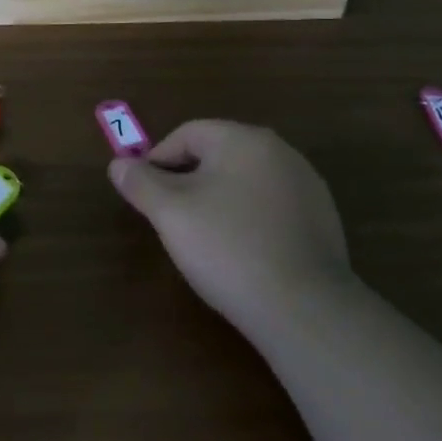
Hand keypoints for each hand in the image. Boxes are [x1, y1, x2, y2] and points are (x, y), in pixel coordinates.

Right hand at [109, 121, 352, 338]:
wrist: (303, 307)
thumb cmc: (227, 248)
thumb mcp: (171, 214)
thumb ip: (141, 183)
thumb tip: (119, 164)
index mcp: (243, 139)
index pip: (187, 133)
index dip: (158, 160)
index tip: (145, 195)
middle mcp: (280, 150)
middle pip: (219, 155)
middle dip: (188, 181)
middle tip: (171, 219)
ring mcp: (306, 184)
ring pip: (246, 181)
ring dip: (220, 200)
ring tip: (206, 240)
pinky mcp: (322, 218)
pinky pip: (272, 206)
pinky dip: (250, 219)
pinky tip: (243, 253)